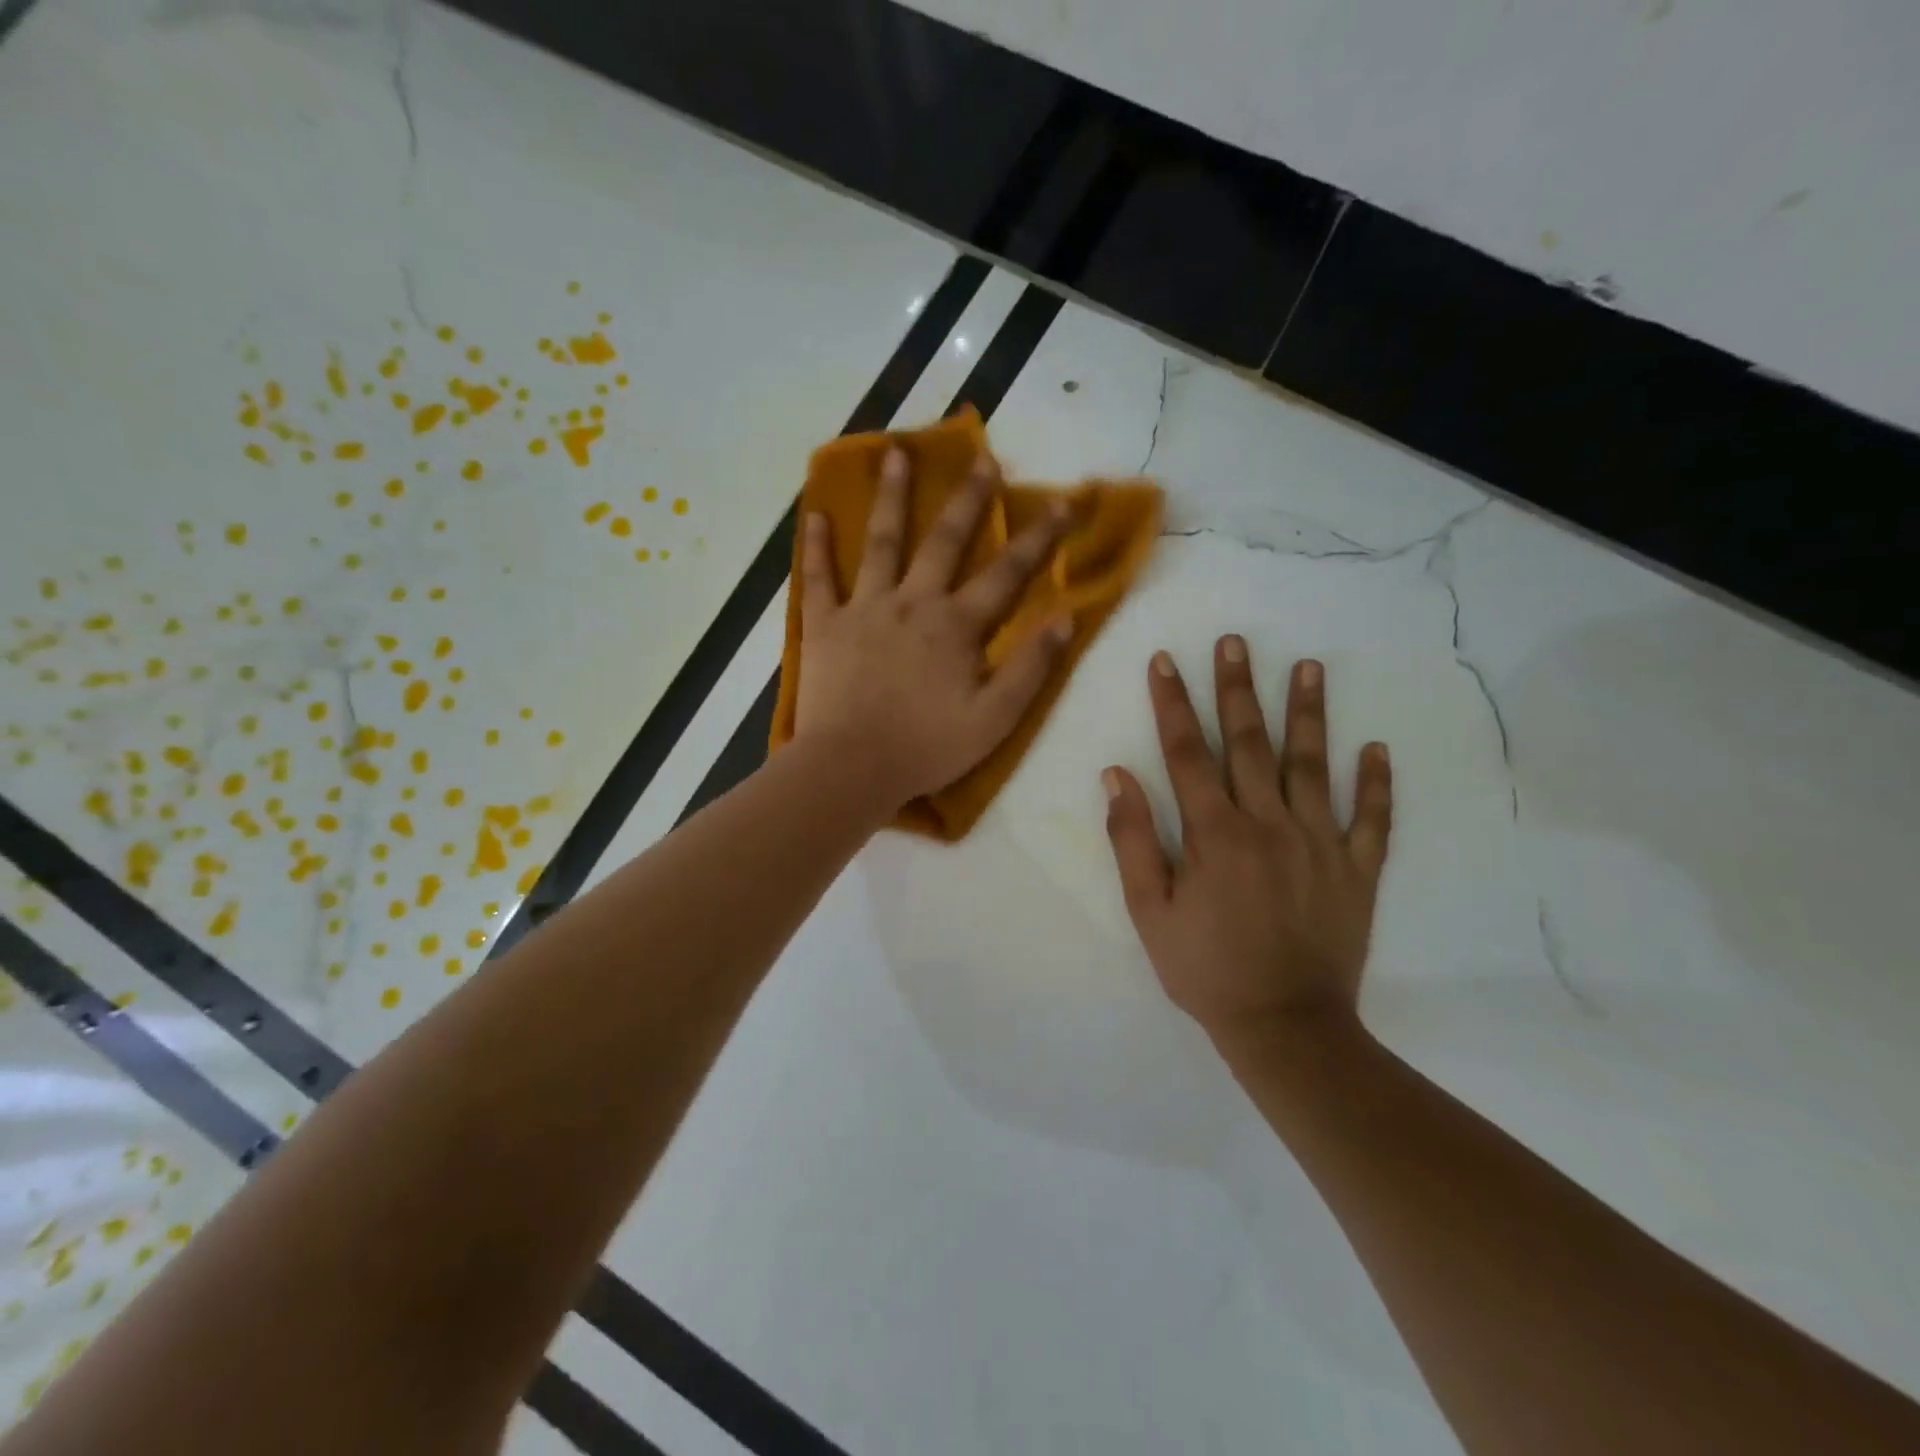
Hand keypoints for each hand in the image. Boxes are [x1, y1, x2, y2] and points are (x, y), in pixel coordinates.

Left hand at [795, 446, 1072, 809]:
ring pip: (881, 543)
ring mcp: (864, 609)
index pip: (1007, 573)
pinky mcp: (824, 627)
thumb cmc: (926, 748)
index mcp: (956, 626)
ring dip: (891, 497)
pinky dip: (816, 547)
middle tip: (981, 459)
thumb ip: (1031, 668)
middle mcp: (912, 603)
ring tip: (895, 453)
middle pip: (944, 541)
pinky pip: (818, 579)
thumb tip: (1065, 618)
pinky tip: (814, 515)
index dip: (1039, 537)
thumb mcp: (995, 719)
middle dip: (968, 500)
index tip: (1063, 501)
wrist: (851, 768)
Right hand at [1102, 639, 1392, 1049]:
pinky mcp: (1357, 870)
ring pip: (1313, 766)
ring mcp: (1320, 843)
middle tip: (1236, 641)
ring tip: (1310, 667)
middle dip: (1238, 688)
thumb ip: (1133, 840)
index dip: (1173, 703)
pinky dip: (1376, 784)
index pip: (1187, 752)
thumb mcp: (1149, 911)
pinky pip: (1371, 820)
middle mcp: (1268, 824)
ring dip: (1309, 713)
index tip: (1166, 660)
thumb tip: (1117, 776)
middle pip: (1250, 743)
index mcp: (1213, 833)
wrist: (1285, 1027)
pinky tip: (1376, 749)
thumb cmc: (1206, 969)